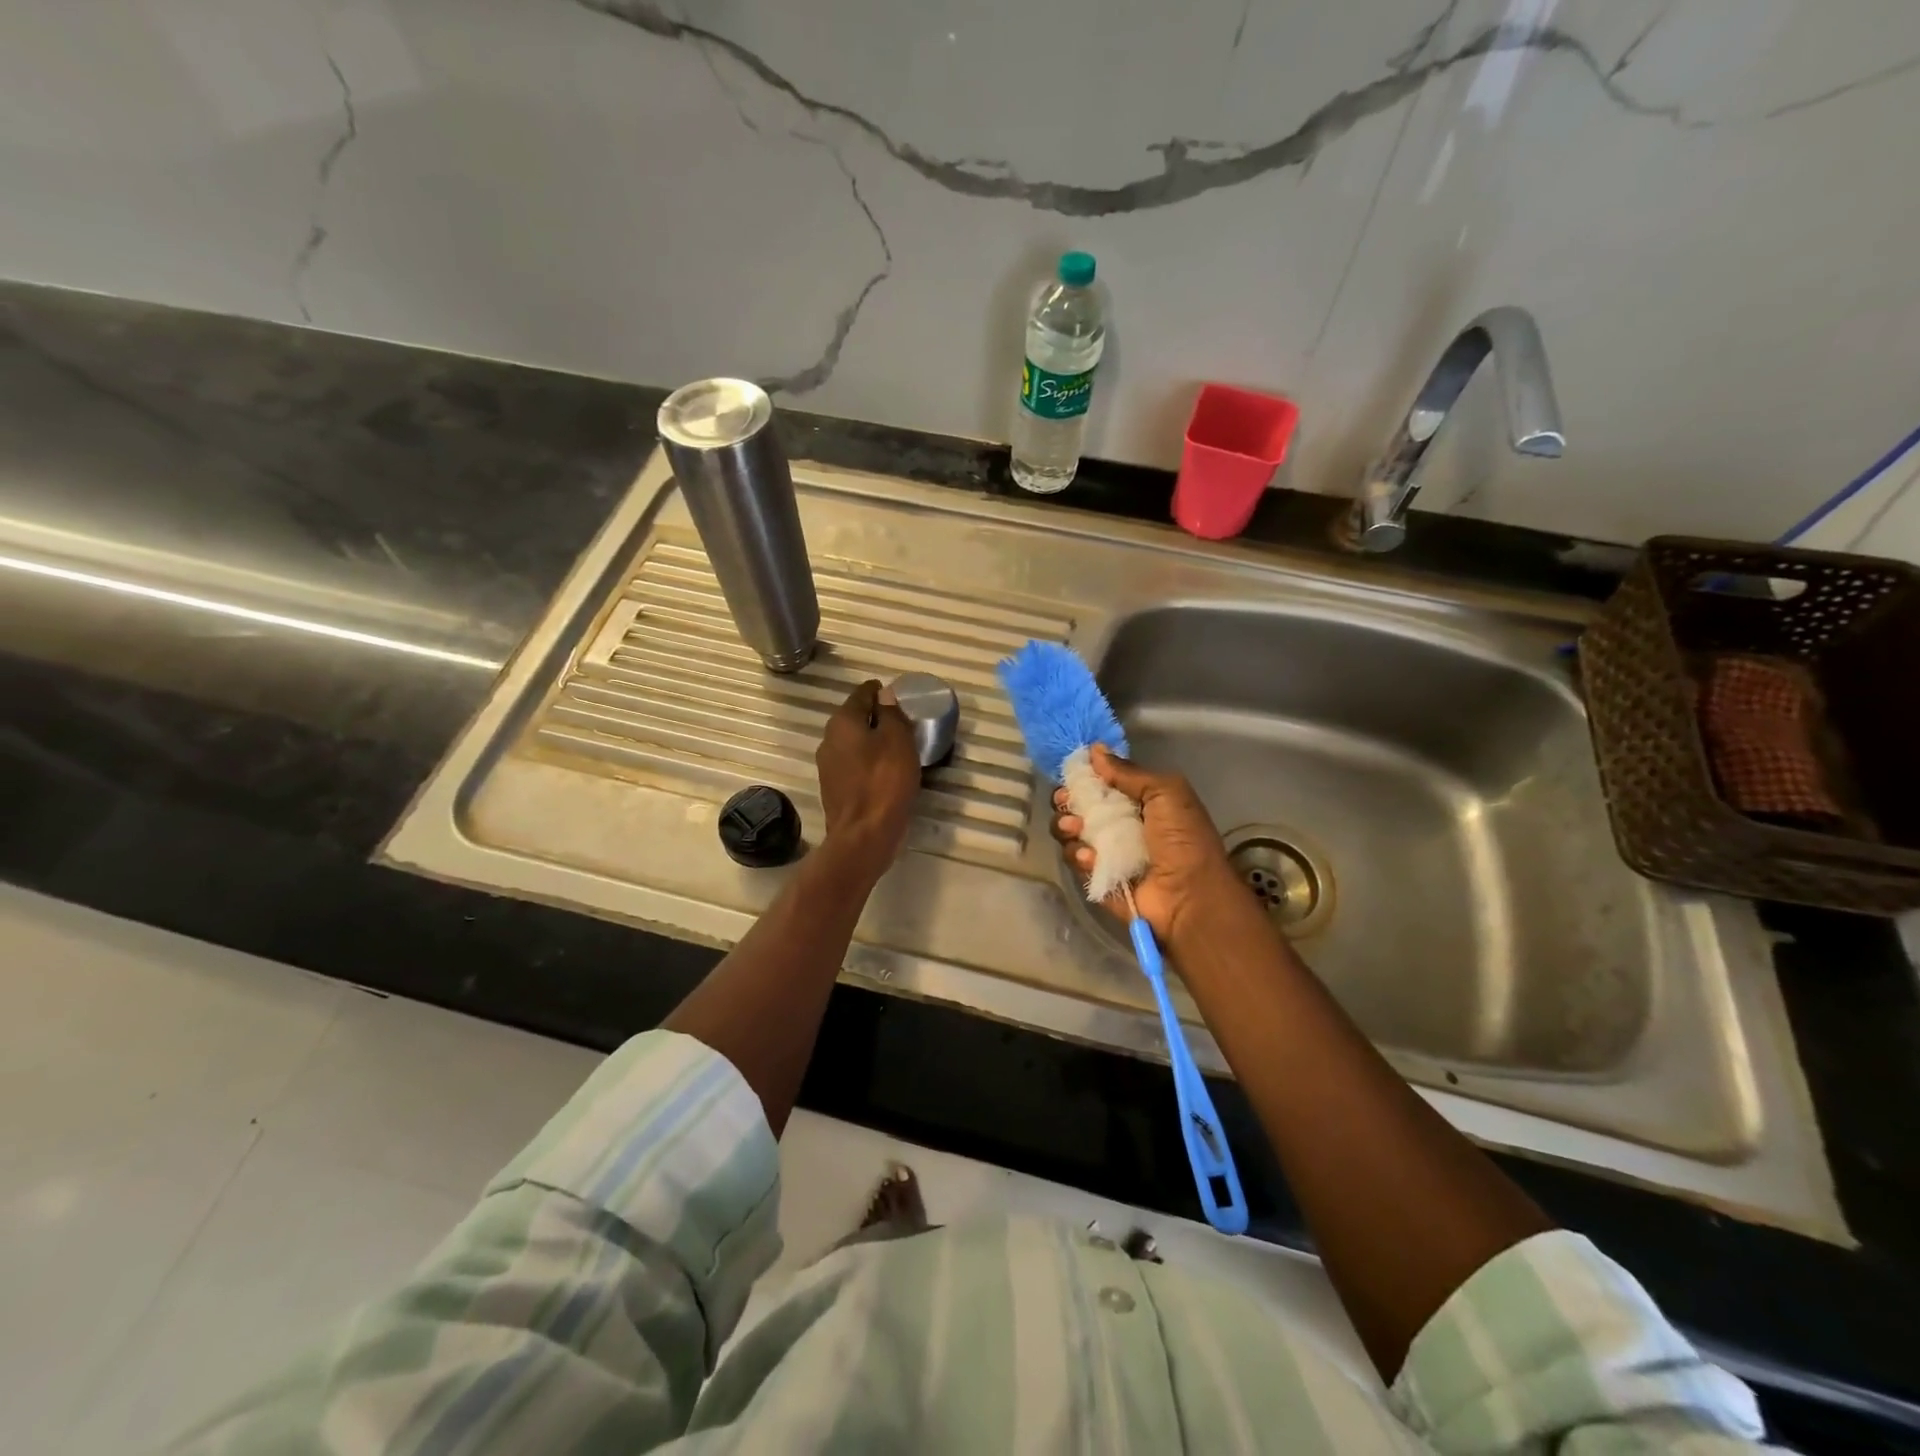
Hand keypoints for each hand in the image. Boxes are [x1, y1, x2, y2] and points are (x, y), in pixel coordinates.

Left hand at [816, 680, 920, 878]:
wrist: (863, 835)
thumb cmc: (884, 782)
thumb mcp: (898, 740)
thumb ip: (891, 713)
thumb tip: (885, 695)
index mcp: (843, 722)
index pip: (863, 694)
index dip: (881, 692)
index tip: (900, 697)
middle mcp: (829, 739)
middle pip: (856, 719)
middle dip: (877, 718)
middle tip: (904, 723)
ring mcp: (828, 766)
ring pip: (854, 743)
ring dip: (873, 742)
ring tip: (898, 748)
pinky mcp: (834, 789)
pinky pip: (854, 765)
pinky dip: (869, 763)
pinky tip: (886, 772)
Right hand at [1051, 744, 1241, 944]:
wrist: (1189, 896)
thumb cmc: (1183, 839)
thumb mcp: (1165, 792)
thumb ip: (1128, 772)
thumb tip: (1095, 750)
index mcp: (1137, 801)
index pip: (1100, 783)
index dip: (1084, 777)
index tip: (1073, 775)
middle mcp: (1118, 824)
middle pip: (1078, 806)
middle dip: (1067, 801)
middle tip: (1067, 802)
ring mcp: (1105, 852)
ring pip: (1069, 832)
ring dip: (1066, 826)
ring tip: (1077, 829)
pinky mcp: (1095, 877)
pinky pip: (1074, 860)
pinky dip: (1078, 855)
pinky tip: (1091, 857)